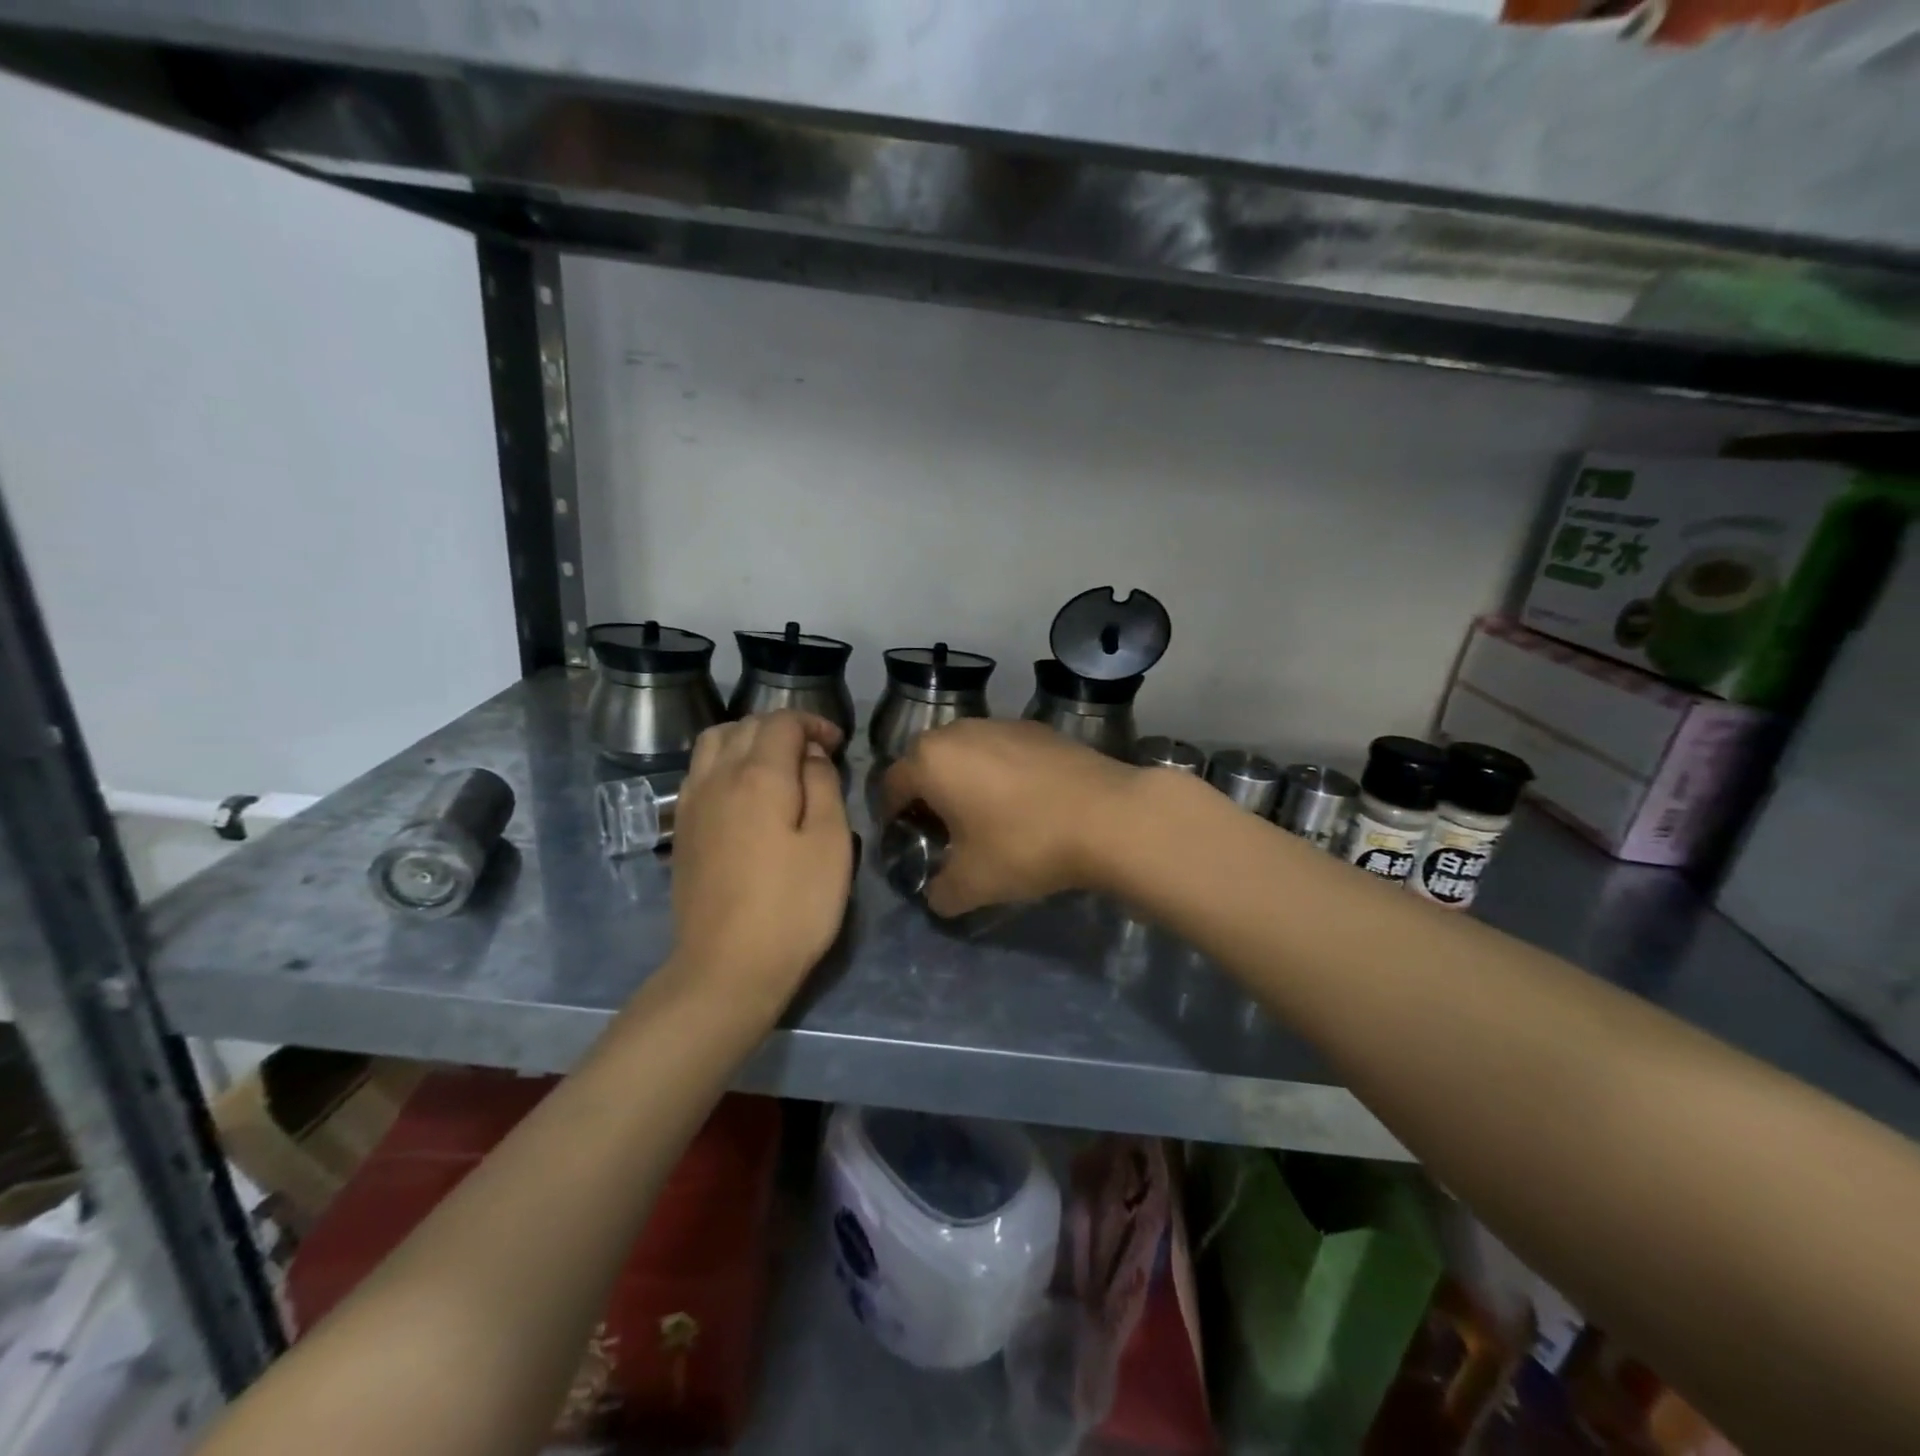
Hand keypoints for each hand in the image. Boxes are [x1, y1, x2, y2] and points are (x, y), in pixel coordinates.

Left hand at [664, 711, 852, 1019]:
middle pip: (745, 726)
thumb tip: (811, 756)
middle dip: (782, 728)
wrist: (727, 967)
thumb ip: (824, 786)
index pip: (782, 723)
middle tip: (814, 753)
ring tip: (776, 765)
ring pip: (714, 743)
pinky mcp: (681, 830)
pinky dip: (724, 762)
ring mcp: (692, 804)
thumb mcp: (830, 843)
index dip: (814, 723)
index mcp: (759, 776)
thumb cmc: (793, 906)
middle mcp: (717, 778)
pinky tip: (744, 792)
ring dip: (747, 739)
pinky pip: (699, 772)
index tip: (838, 744)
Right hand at [881, 719, 1141, 916]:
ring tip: (984, 815)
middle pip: (926, 763)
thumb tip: (936, 895)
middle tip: (942, 831)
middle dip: (927, 795)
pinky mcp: (1038, 728)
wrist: (1108, 816)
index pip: (890, 786)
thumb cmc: (1024, 845)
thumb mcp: (972, 884)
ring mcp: (1001, 723)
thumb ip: (940, 893)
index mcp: (930, 761)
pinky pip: (1002, 750)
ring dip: (964, 780)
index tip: (905, 842)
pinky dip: (999, 772)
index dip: (891, 817)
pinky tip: (1023, 802)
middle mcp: (959, 731)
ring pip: (966, 752)